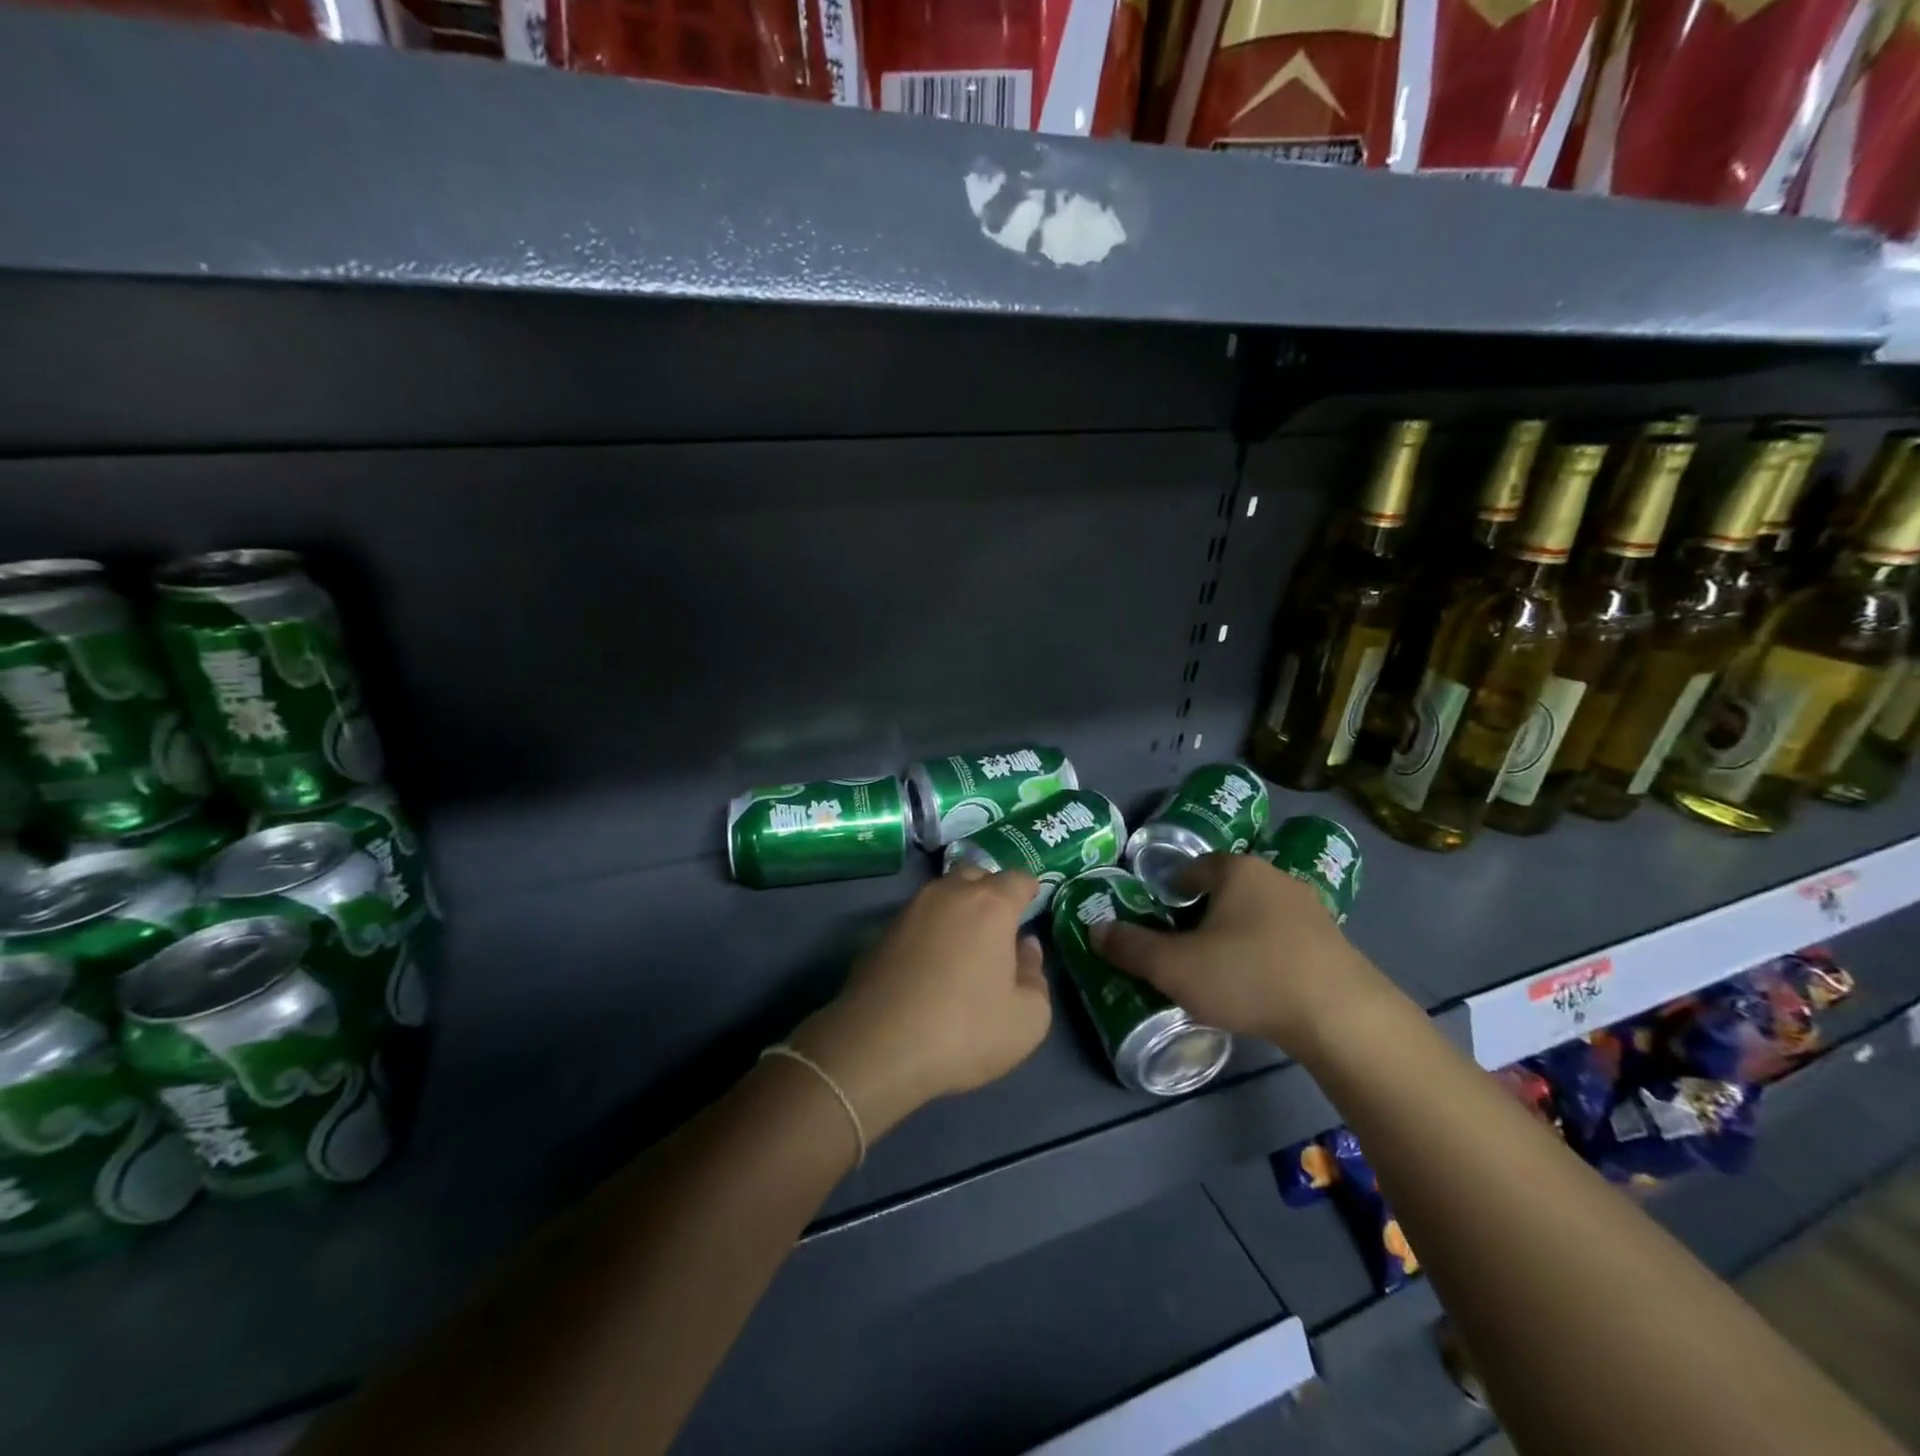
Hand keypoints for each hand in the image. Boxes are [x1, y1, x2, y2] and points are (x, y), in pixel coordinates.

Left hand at [790, 867, 1052, 1139]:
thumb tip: (1025, 947)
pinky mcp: (880, 933)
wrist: (876, 1048)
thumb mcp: (1027, 1019)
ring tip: (964, 944)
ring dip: (956, 909)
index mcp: (989, 905)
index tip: (1032, 906)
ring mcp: (909, 911)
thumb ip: (1034, 975)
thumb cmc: (964, 1031)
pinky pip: (916, 921)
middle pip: (975, 875)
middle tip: (999, 924)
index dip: (1029, 890)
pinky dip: (928, 932)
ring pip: (941, 894)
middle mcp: (947, 894)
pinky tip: (928, 966)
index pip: (1018, 878)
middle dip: (990, 890)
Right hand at [1091, 853, 1393, 1059]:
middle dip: (1201, 915)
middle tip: (1182, 950)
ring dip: (1235, 935)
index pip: (1191, 868)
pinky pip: (1283, 937)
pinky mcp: (1333, 941)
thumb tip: (1095, 928)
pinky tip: (1260, 985)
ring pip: (1255, 914)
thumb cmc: (1249, 976)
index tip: (1159, 922)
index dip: (1169, 893)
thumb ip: (1131, 947)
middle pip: (1224, 889)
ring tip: (1220, 971)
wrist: (1342, 1017)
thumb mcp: (1175, 967)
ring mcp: (1309, 907)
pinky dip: (1266, 953)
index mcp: (1236, 870)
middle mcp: (1274, 877)